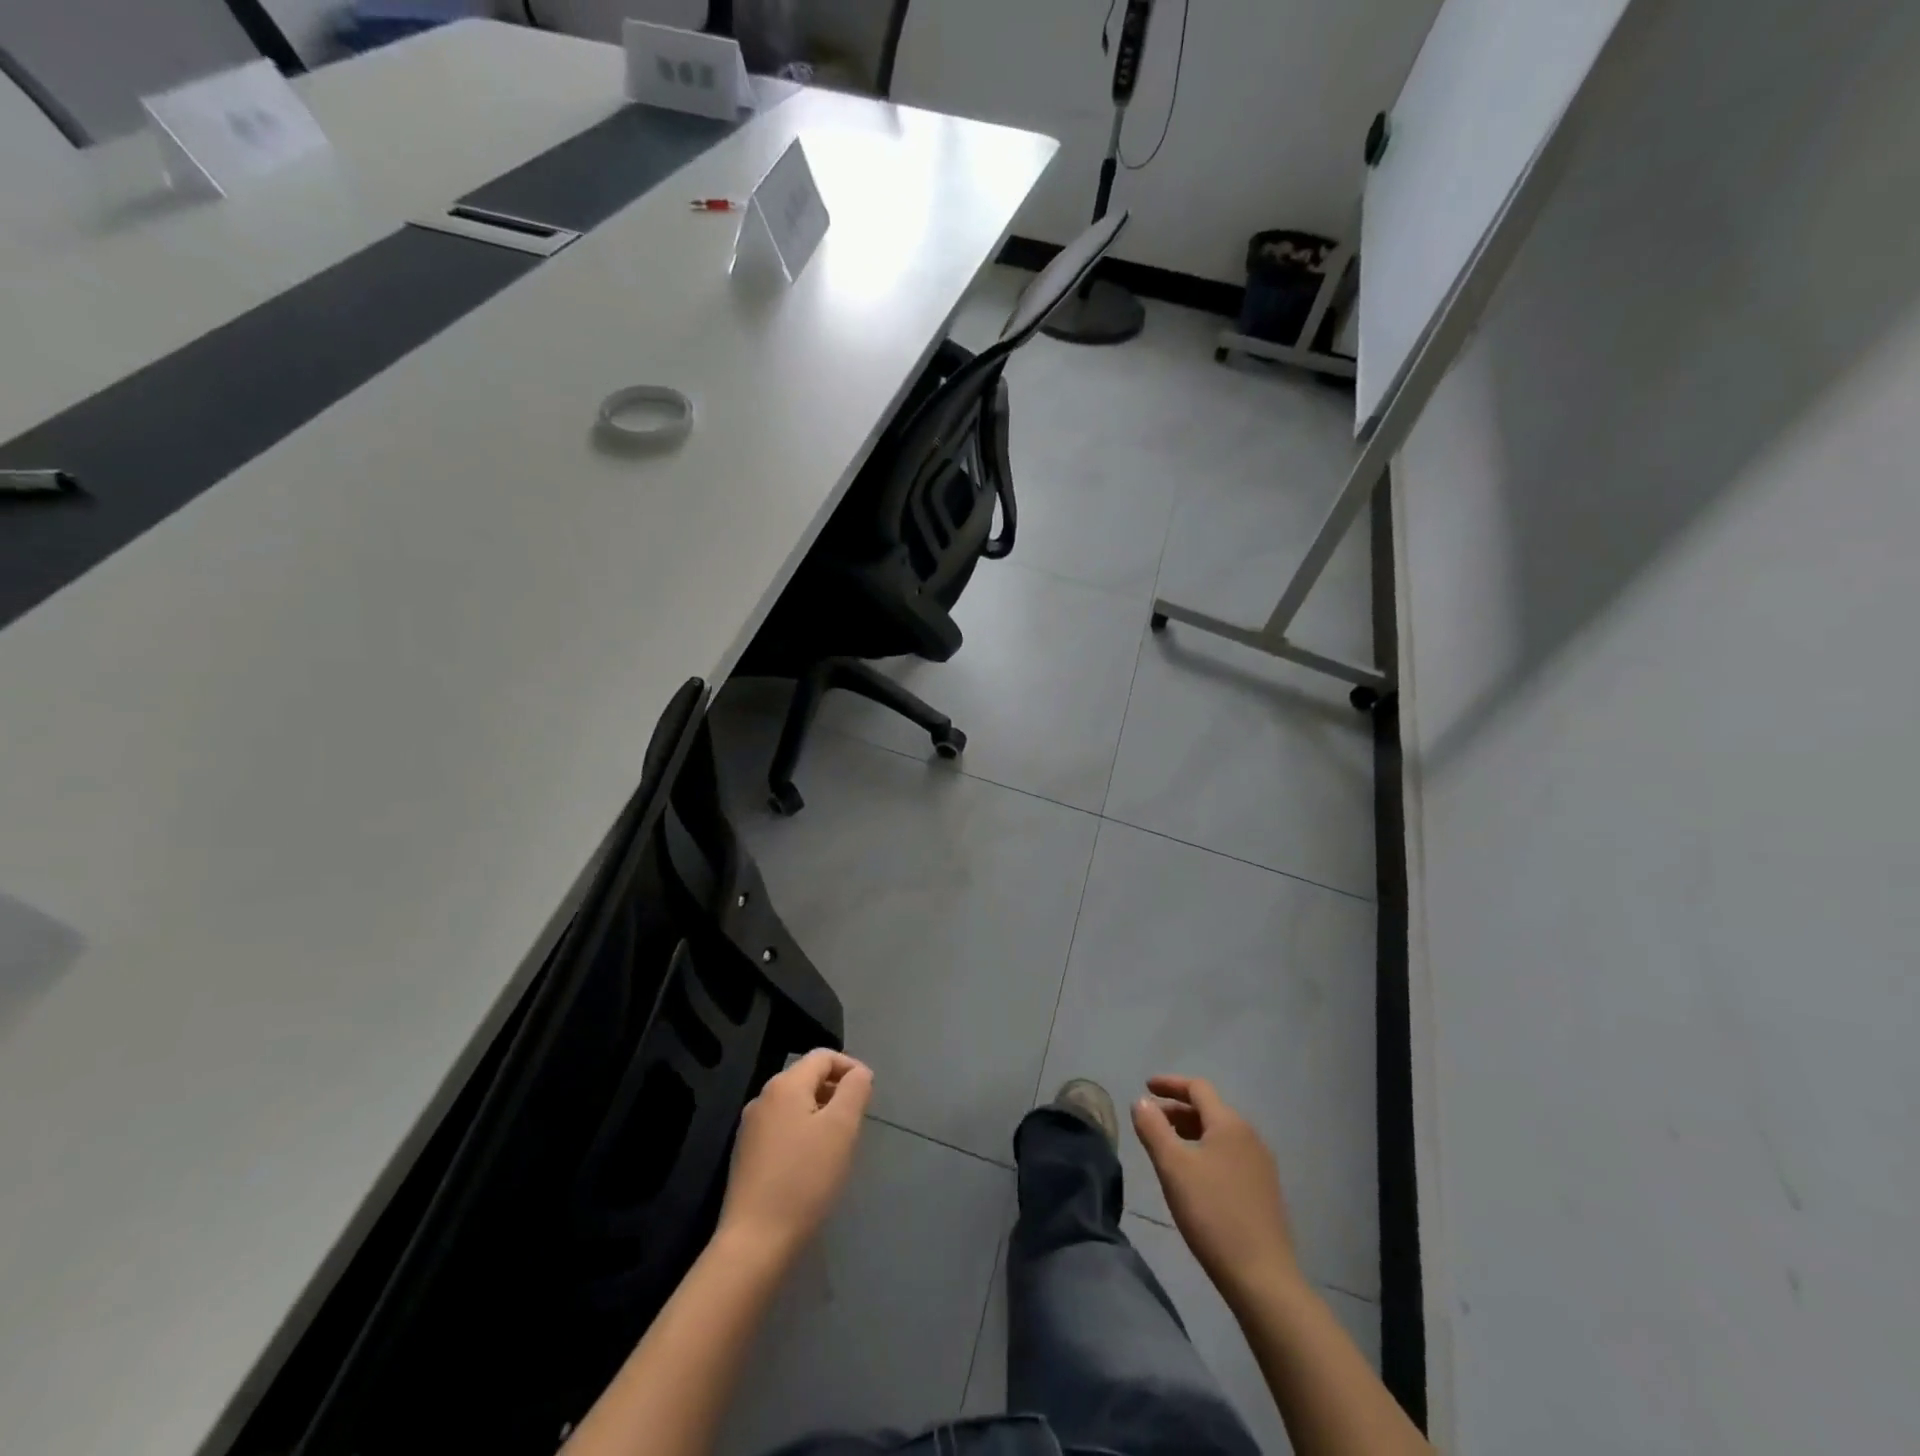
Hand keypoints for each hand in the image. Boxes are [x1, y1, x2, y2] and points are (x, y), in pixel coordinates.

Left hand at [717, 1049, 872, 1263]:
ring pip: (794, 1104)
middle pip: (807, 1078)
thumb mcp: (841, 1128)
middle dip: (835, 1092)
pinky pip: (781, 1128)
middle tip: (856, 1123)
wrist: (754, 1242)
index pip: (823, 1056)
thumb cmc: (805, 1179)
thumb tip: (859, 1073)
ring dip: (820, 1114)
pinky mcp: (745, 1155)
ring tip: (837, 1144)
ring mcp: (750, 1128)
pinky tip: (811, 1164)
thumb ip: (854, 1090)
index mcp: (785, 1085)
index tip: (868, 1095)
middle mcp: (763, 1098)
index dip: (850, 1068)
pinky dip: (802, 1133)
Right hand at [1132, 1075, 1301, 1304]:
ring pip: (1220, 1133)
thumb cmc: (1212, 1214)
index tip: (1146, 1087)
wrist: (1263, 1278)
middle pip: (1209, 1109)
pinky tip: (1194, 1175)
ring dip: (1191, 1131)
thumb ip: (1153, 1128)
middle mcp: (1249, 1136)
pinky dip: (1207, 1151)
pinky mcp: (1265, 1190)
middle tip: (1151, 1123)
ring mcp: (1261, 1164)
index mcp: (1229, 1124)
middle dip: (1177, 1110)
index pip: (1197, 1088)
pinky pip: (1230, 1154)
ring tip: (1168, 1148)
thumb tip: (1142, 1101)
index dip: (1169, 1084)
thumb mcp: (1173, 1167)